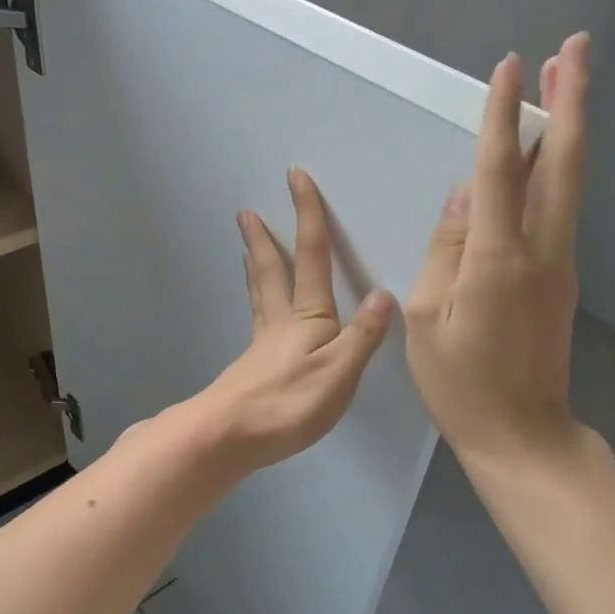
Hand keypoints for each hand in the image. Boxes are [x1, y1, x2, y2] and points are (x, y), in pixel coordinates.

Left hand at [186, 168, 395, 474]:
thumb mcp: (340, 370)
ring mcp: (263, 344)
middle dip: (264, 238)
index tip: (295, 177)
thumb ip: (362, 335)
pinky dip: (257, 302)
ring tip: (247, 249)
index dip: (307, 215)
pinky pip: (258, 320)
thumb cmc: (289, 402)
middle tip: (246, 212)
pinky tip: (261, 314)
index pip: (312, 255)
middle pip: (272, 270)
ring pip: (260, 294)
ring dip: (256, 266)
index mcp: (308, 315)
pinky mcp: (254, 367)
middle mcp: (282, 321)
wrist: (231, 436)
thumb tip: (384, 295)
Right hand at [405, 33, 593, 468]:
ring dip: (566, 128)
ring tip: (562, 82)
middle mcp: (541, 250)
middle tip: (574, 47)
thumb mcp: (427, 318)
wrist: (521, 434)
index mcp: (499, 259)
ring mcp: (559, 263)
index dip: (504, 114)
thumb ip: (446, 249)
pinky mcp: (561, 278)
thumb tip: (466, 194)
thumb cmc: (461, 383)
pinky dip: (553, 168)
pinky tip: (539, 154)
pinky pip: (558, 210)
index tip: (511, 66)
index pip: (501, 170)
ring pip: (568, 182)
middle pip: (563, 161)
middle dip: (571, 99)